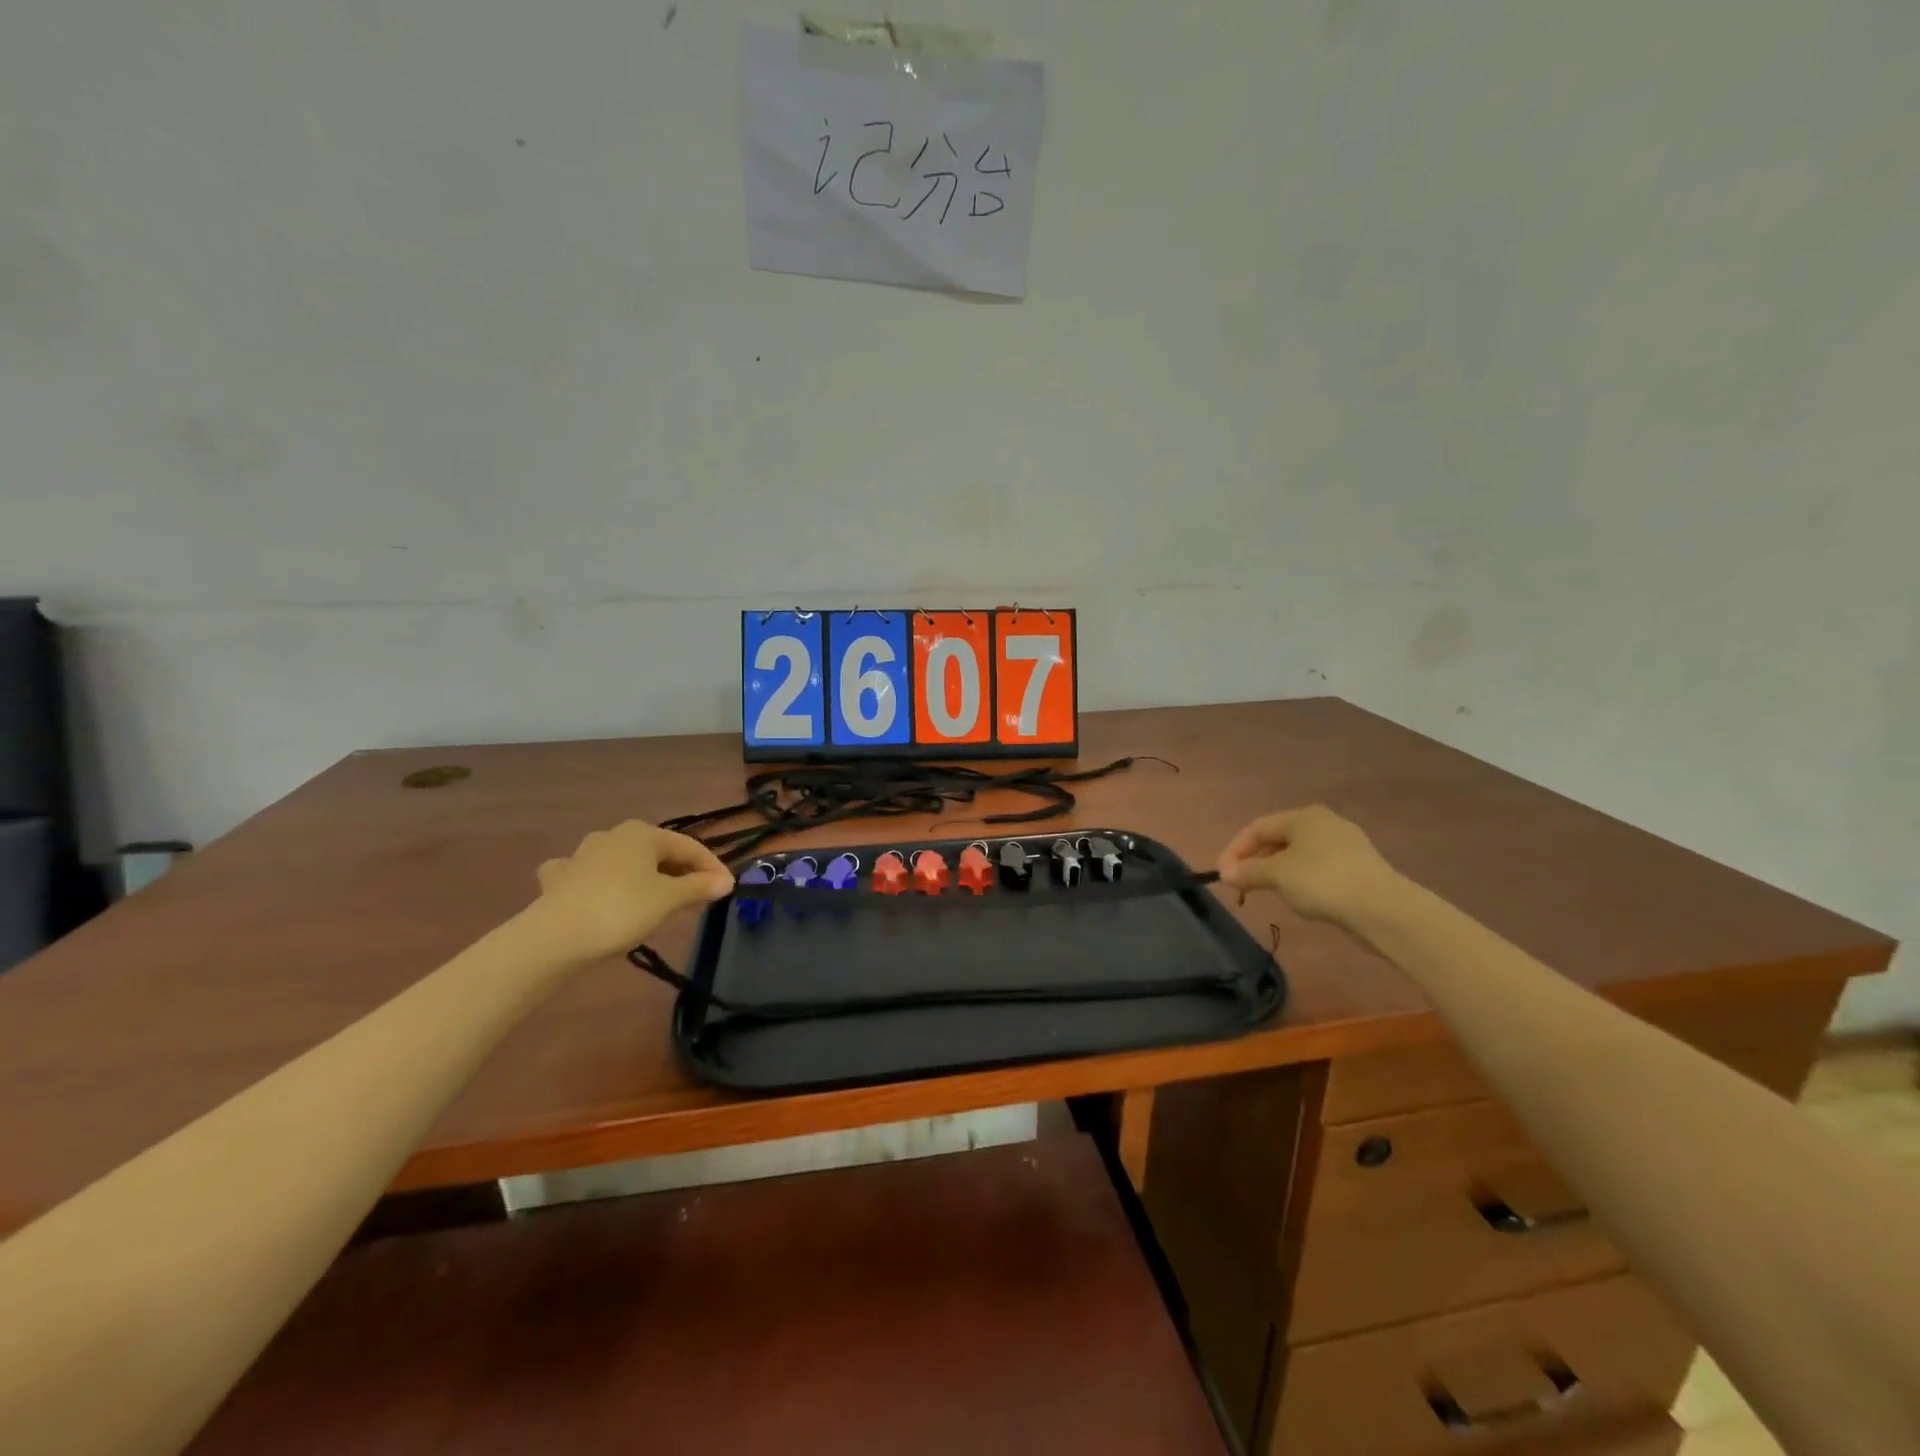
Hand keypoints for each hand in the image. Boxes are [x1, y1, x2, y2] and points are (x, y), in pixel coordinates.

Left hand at [532, 821, 733, 961]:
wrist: (553, 938)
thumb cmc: (621, 910)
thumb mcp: (669, 900)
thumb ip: (699, 887)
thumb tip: (725, 881)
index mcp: (643, 833)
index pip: (690, 847)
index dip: (712, 868)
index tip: (726, 890)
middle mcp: (613, 835)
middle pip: (658, 854)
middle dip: (680, 875)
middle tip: (697, 901)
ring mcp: (582, 855)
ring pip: (625, 864)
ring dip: (645, 880)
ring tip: (657, 903)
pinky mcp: (559, 879)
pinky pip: (590, 877)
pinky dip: (602, 885)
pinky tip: (599, 895)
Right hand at [1217, 805, 1401, 925]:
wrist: (1383, 908)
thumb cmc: (1323, 882)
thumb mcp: (1277, 875)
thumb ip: (1248, 871)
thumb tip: (1226, 874)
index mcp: (1303, 816)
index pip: (1256, 828)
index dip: (1234, 850)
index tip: (1222, 875)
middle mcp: (1324, 822)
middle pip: (1277, 838)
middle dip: (1254, 860)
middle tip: (1240, 883)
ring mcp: (1345, 844)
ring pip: (1297, 853)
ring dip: (1275, 870)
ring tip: (1264, 890)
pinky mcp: (1358, 866)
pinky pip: (1316, 866)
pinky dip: (1298, 877)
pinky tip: (1297, 895)